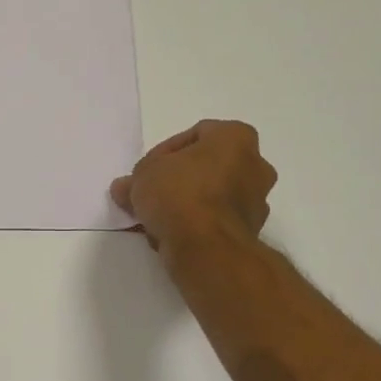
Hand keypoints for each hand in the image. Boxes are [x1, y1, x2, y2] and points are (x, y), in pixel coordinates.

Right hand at [111, 120, 275, 251]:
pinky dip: (195, 224)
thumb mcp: (143, 176)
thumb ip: (135, 178)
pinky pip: (215, 220)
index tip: (145, 172)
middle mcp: (255, 165)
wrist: (205, 246)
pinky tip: (169, 235)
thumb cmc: (179, 193)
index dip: (164, 153)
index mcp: (236, 138)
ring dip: (185, 204)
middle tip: (150, 193)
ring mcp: (256, 200)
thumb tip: (124, 187)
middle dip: (177, 179)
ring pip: (212, 196)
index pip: (196, 135)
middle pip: (207, 167)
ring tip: (155, 218)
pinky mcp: (250, 231)